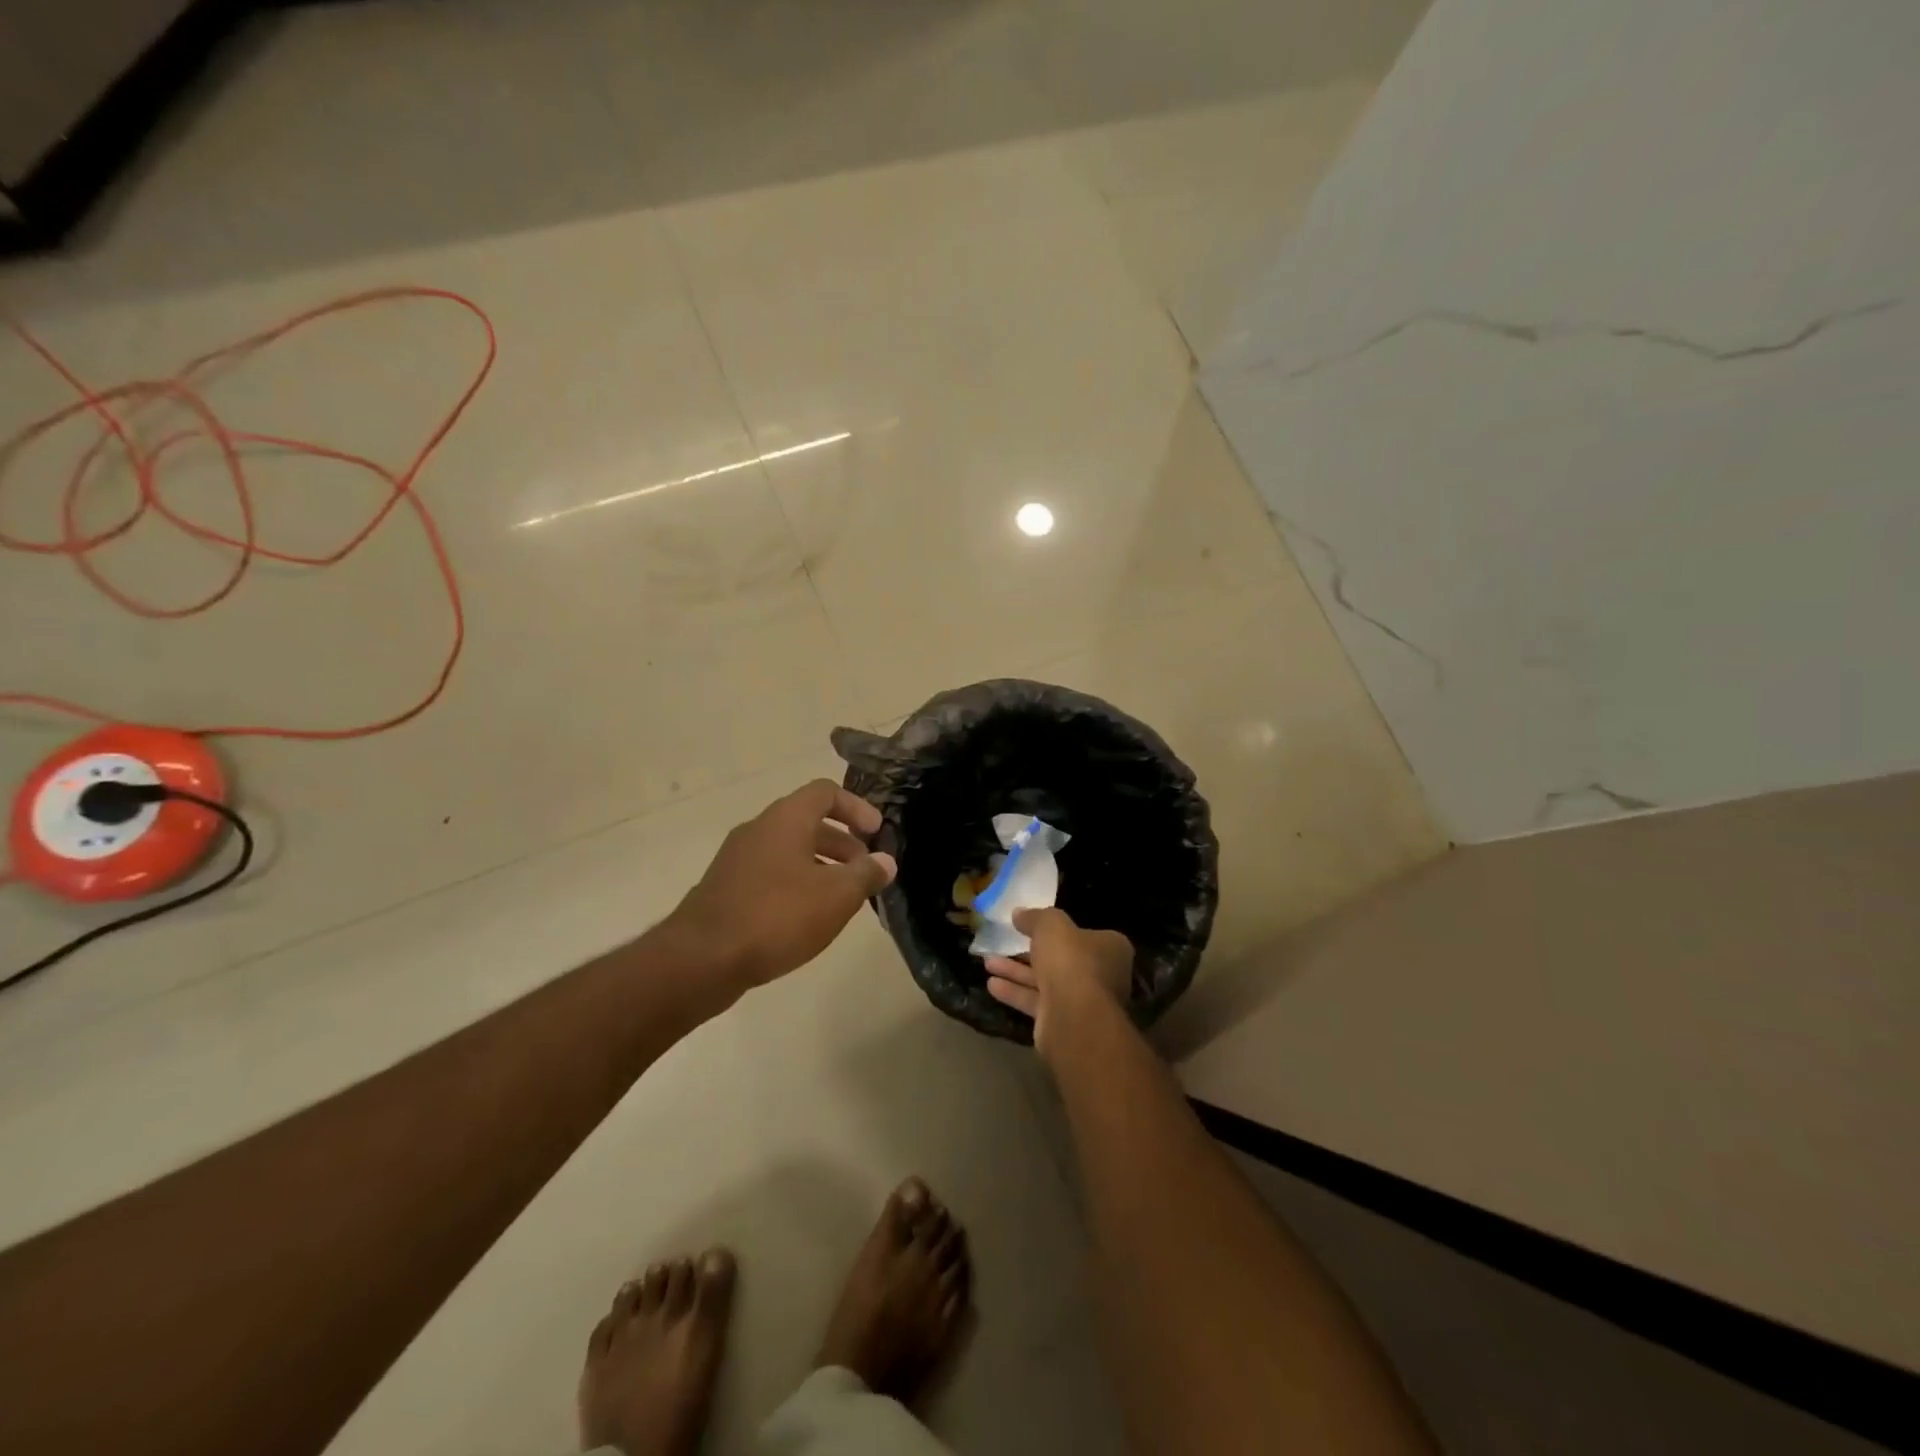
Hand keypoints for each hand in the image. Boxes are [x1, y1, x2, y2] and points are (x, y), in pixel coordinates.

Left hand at [666, 779, 896, 989]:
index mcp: (786, 819)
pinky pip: (771, 873)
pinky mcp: (726, 888)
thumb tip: (885, 861)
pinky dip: (796, 883)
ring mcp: (737, 858)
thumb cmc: (776, 916)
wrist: (701, 959)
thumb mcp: (835, 896)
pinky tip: (807, 917)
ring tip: (842, 898)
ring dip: (821, 865)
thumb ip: (865, 874)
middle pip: (808, 821)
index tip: (877, 833)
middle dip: (843, 842)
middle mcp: (759, 829)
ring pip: (789, 849)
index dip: (857, 807)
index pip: (826, 792)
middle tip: (865, 870)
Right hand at [983, 907, 1131, 1057]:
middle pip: (1061, 958)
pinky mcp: (1062, 1021)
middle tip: (1004, 943)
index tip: (1032, 925)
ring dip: (1016, 972)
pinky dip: (1015, 992)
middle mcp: (1100, 974)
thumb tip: (1019, 913)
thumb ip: (1035, 917)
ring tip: (987, 962)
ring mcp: (1081, 1000)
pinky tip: (991, 985)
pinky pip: (1036, 1001)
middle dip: (1029, 952)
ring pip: (1045, 981)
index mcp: (1109, 948)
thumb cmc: (1071, 961)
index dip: (1057, 929)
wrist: (1073, 1017)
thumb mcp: (1051, 925)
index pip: (1082, 934)